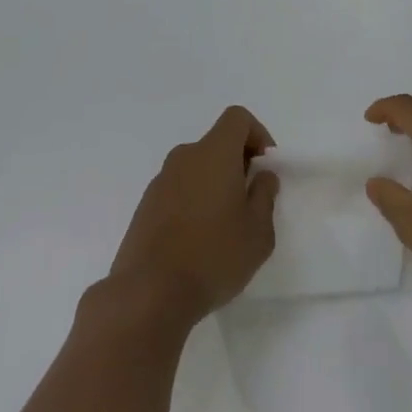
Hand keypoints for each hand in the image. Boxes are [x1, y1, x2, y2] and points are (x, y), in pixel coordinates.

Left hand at [109, 106, 279, 324]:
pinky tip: (198, 242)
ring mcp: (161, 181)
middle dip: (238, 164)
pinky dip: (193, 202)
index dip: (257, 134)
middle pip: (217, 143)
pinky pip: (178, 190)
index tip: (265, 167)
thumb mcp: (258, 233)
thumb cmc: (213, 256)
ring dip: (214, 185)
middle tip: (249, 202)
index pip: (237, 118)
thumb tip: (262, 176)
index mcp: (214, 152)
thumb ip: (264, 197)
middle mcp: (185, 157)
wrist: (148, 293)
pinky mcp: (145, 206)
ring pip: (197, 168)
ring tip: (224, 228)